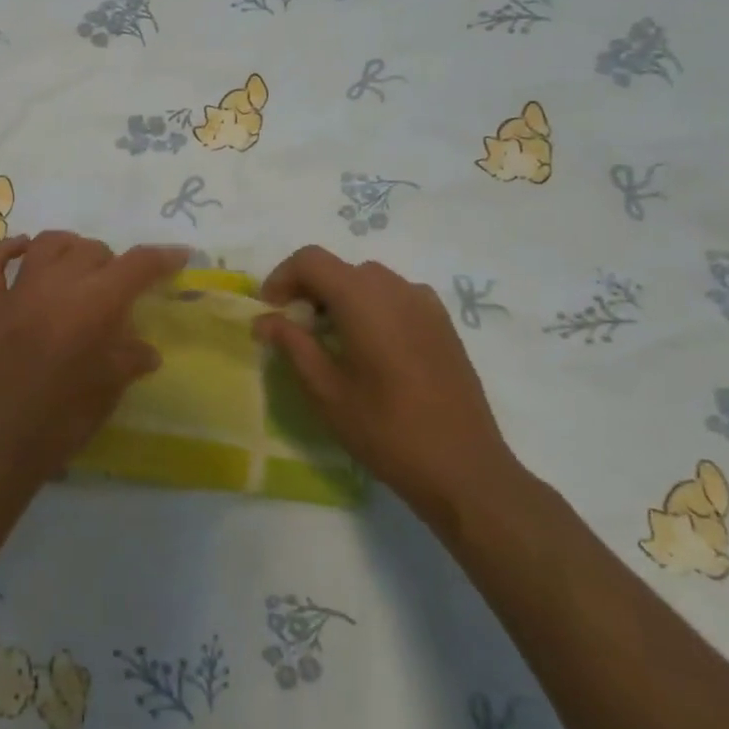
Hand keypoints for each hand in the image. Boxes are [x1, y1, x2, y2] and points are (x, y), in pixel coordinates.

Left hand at [0, 232, 187, 489]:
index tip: (179, 256)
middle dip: (115, 264)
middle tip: (122, 293)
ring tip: (83, 268)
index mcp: (93, 306)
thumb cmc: (60, 423)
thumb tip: (145, 349)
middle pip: (92, 250)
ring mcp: (17, 294)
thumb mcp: (108, 392)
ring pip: (47, 244)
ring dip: (71, 248)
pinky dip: (6, 250)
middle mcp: (55, 286)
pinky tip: (23, 253)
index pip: (136, 265)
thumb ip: (129, 360)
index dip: (162, 257)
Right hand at [255, 247, 522, 527]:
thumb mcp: (325, 391)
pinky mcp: (443, 324)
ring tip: (330, 342)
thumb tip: (263, 319)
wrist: (464, 468)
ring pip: (368, 282)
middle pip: (340, 268)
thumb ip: (292, 345)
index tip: (269, 312)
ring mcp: (426, 304)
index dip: (281, 277)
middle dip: (308, 290)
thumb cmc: (386, 430)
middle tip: (294, 330)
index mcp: (364, 299)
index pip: (310, 259)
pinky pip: (396, 298)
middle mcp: (397, 288)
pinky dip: (370, 308)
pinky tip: (370, 350)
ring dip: (339, 298)